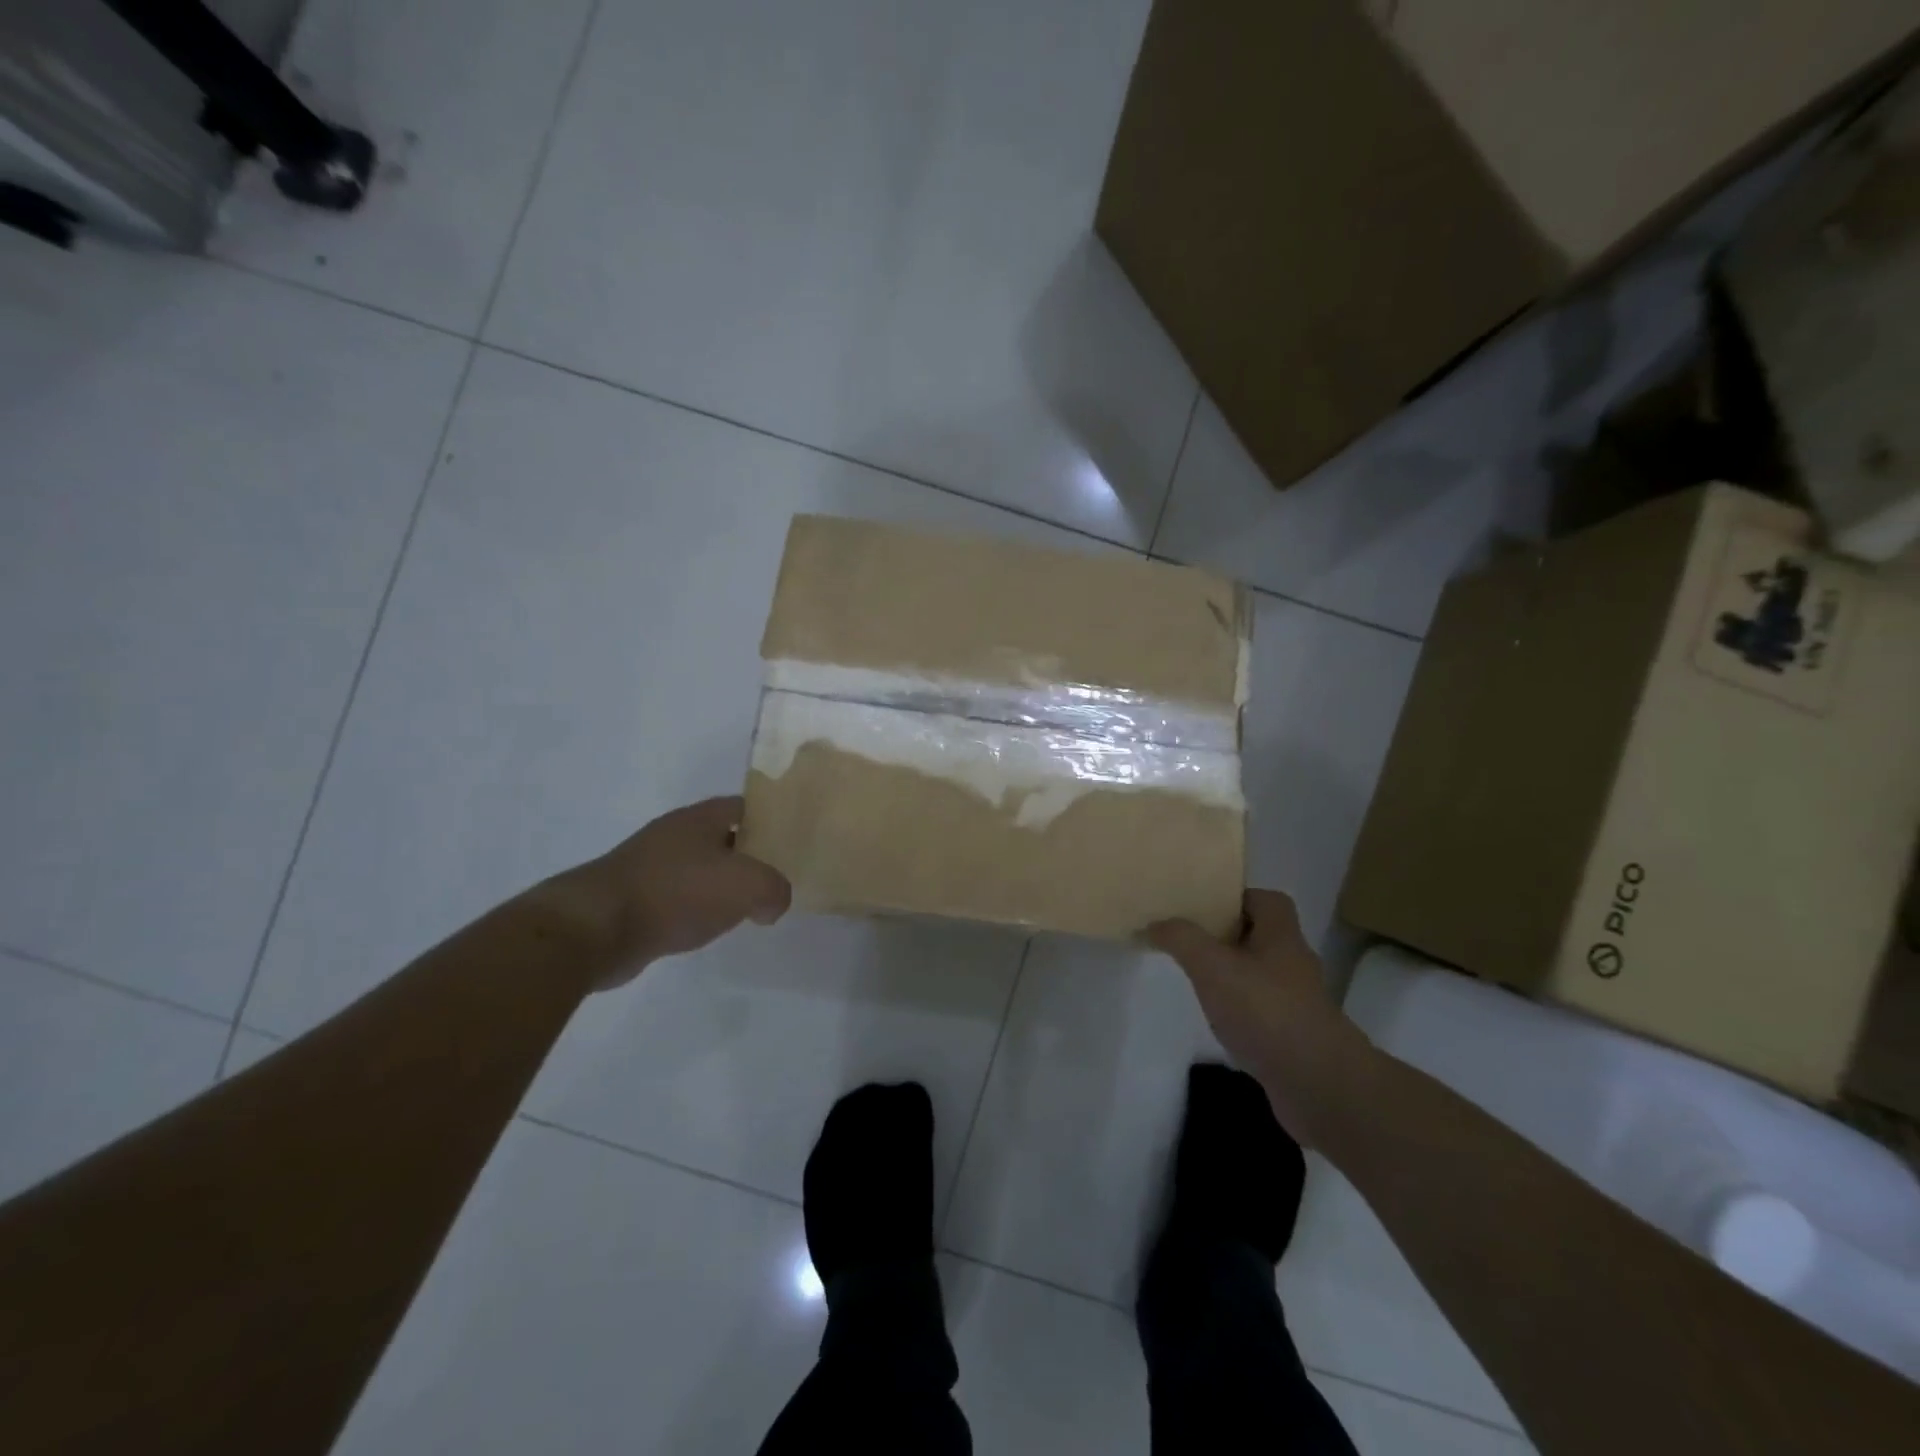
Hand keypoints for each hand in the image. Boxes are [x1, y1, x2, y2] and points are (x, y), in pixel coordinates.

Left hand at [544, 796, 791, 988]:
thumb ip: (775, 889)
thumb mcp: (747, 885)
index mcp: (700, 818)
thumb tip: (773, 903)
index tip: (792, 842)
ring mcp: (650, 866)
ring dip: (721, 885)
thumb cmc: (676, 893)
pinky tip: (706, 928)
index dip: (771, 821)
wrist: (595, 929)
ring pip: (700, 869)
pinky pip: (677, 897)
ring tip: (747, 907)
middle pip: (723, 837)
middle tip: (776, 878)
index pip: (745, 807)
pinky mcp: (633, 898)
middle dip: (749, 856)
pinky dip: (695, 909)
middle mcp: (674, 834)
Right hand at [1145, 889, 1375, 1145]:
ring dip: (1231, 974)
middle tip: (1188, 941)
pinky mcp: (1294, 1035)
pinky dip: (1240, 1010)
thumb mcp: (1213, 966)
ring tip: (1195, 980)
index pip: (1265, 900)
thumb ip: (1181, 939)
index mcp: (1281, 934)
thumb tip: (1155, 923)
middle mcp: (1294, 962)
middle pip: (1259, 935)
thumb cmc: (1266, 1011)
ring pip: (1259, 974)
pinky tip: (1217, 1021)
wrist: (1318, 1086)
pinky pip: (1261, 1010)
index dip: (1235, 898)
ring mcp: (1297, 1001)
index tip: (1201, 907)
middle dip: (1225, 936)